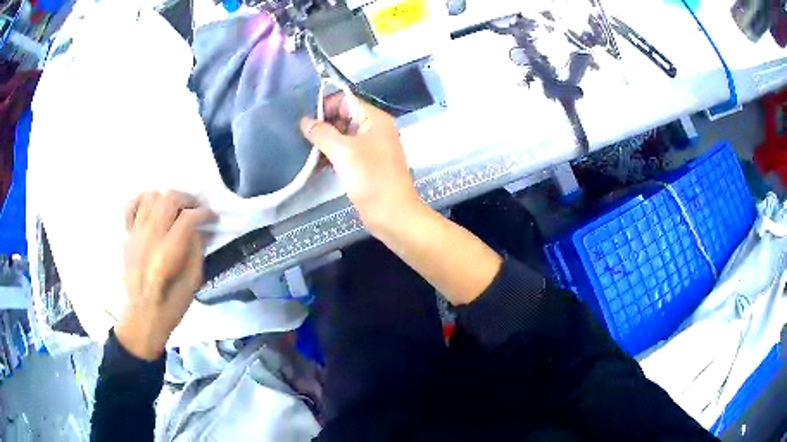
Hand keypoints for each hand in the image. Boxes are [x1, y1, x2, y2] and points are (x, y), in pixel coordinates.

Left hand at [115, 191, 211, 360]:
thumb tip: (198, 229)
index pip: (188, 218)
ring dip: (167, 198)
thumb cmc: (171, 305)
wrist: (141, 317)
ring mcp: (135, 234)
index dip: (205, 213)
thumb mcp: (193, 282)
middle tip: (197, 208)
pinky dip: (143, 200)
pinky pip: (131, 205)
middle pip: (169, 199)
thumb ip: (196, 250)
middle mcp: (149, 237)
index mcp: (167, 254)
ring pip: (151, 196)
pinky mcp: (126, 235)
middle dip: (188, 199)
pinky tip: (152, 207)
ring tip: (175, 209)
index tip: (212, 217)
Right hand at [300, 94, 421, 235]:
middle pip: (344, 117)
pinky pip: (347, 153)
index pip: (346, 100)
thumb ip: (322, 133)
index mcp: (375, 119)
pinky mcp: (367, 165)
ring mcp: (372, 148)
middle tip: (304, 139)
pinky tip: (317, 165)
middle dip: (324, 126)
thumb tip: (305, 121)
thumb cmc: (370, 178)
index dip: (326, 106)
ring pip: (344, 137)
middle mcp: (375, 129)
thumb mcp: (343, 152)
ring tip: (306, 153)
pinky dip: (333, 156)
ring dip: (326, 143)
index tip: (307, 122)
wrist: (392, 214)